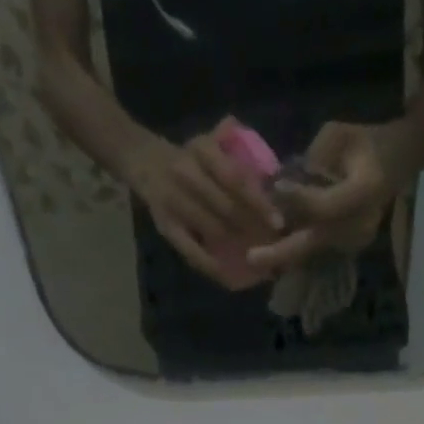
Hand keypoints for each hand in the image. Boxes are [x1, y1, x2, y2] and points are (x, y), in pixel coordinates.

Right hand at [125, 119, 283, 289]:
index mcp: (201, 150)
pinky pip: (191, 251)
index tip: (279, 222)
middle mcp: (185, 173)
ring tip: (261, 261)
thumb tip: (275, 179)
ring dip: (238, 248)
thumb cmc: (190, 160)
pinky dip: (212, 266)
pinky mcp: (165, 226)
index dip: (259, 202)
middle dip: (254, 229)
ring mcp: (173, 201)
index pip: (236, 178)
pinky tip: (230, 277)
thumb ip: (239, 156)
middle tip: (275, 247)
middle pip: (227, 207)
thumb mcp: (211, 146)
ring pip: (213, 229)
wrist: (144, 162)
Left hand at [247, 122, 396, 273]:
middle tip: (252, 259)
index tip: (274, 189)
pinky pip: (319, 249)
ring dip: (284, 254)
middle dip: (283, 251)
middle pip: (318, 240)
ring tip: (255, 258)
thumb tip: (283, 184)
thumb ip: (313, 160)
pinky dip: (296, 250)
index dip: (299, 200)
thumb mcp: (339, 135)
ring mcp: (358, 238)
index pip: (326, 205)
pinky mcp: (351, 245)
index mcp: (366, 189)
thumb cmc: (366, 141)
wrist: (399, 161)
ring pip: (315, 249)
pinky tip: (272, 250)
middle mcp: (363, 222)